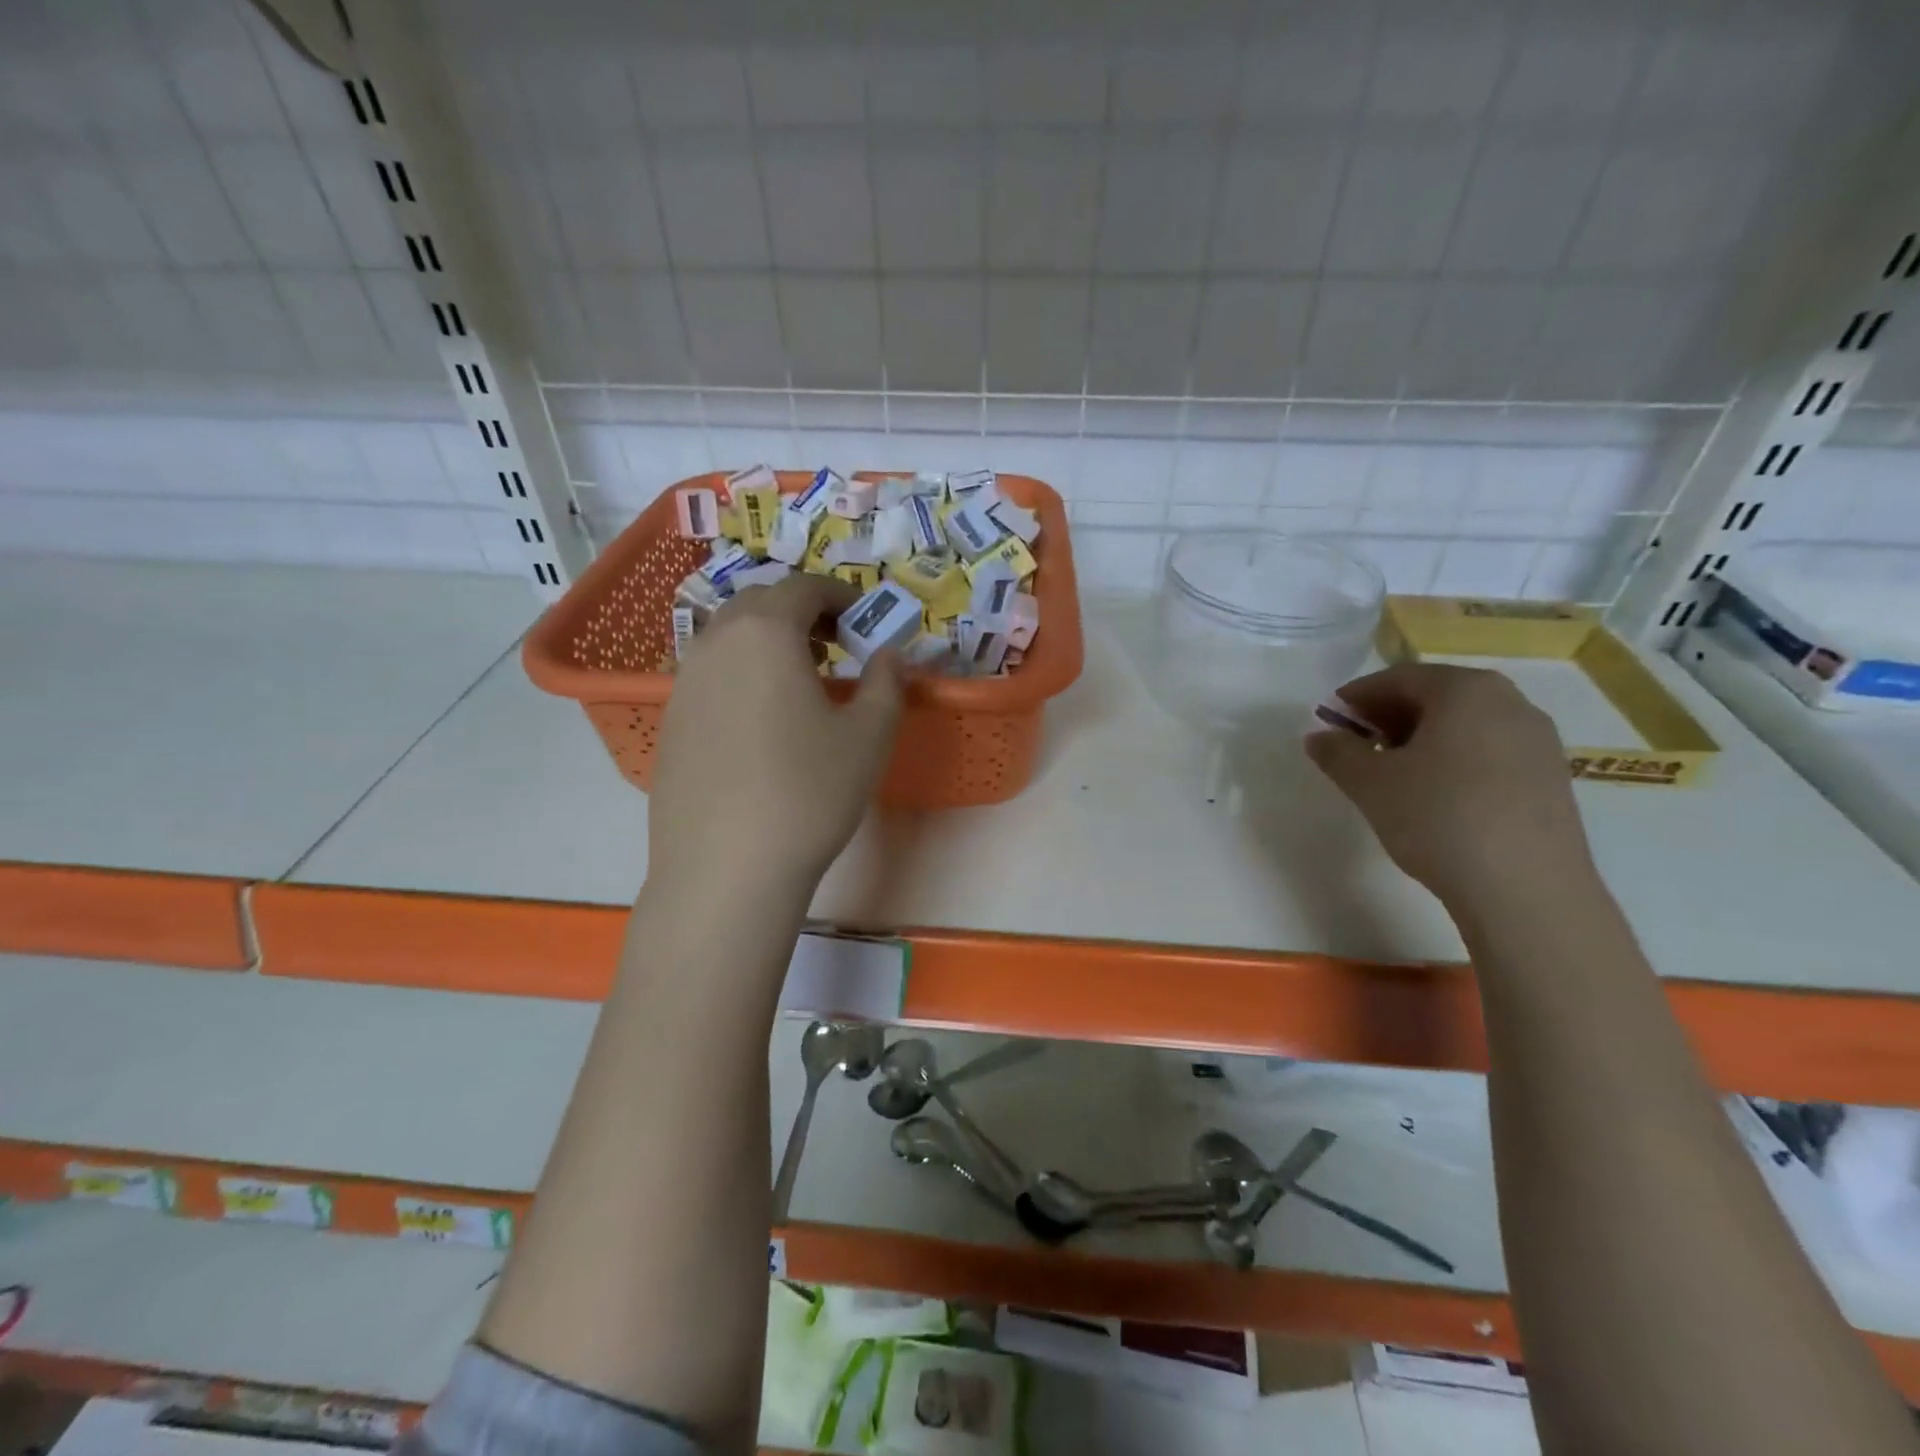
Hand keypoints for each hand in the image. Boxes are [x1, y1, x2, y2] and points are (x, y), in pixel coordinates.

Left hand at [649, 575, 904, 892]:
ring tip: (800, 681)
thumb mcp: (869, 736)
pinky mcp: (669, 724)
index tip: (864, 617)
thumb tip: (891, 655)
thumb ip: (887, 683)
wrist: (727, 868)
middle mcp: (715, 644)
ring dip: (767, 642)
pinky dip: (741, 675)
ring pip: (728, 639)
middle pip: (758, 604)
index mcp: (765, 633)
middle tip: (834, 644)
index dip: (839, 594)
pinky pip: (709, 677)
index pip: (802, 587)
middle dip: (800, 612)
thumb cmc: (809, 792)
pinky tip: (762, 722)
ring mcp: (683, 684)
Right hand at [1305, 662, 1595, 909]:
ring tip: (1392, 773)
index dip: (1358, 696)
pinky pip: (1490, 751)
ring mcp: (1538, 740)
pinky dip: (1455, 758)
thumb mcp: (1369, 783)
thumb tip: (1319, 736)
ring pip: (1466, 724)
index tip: (1331, 719)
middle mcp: (1510, 702)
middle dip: (1390, 715)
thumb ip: (1337, 752)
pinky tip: (1435, 795)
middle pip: (1437, 696)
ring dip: (1422, 738)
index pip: (1399, 678)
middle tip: (1357, 744)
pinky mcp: (1551, 778)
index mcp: (1465, 690)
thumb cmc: (1438, 817)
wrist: (1525, 889)